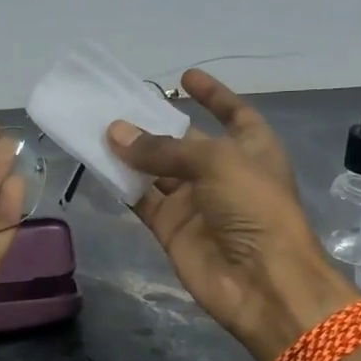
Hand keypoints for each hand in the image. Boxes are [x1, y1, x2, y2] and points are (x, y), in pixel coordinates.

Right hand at [108, 70, 355, 360]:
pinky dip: (123, 185)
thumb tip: (115, 133)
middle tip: (119, 105)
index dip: (212, 95)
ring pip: (157, 170)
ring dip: (132, 153)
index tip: (186, 77)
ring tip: (99, 128)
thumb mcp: (216, 163)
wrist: (262, 283)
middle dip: (157, 125)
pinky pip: (142, 200)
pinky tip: (99, 164)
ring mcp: (196, 202)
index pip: (232, 113)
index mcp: (251, 148)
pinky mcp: (172, 229)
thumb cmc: (254, 208)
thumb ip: (163, 148)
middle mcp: (223, 173)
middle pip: (185, 142)